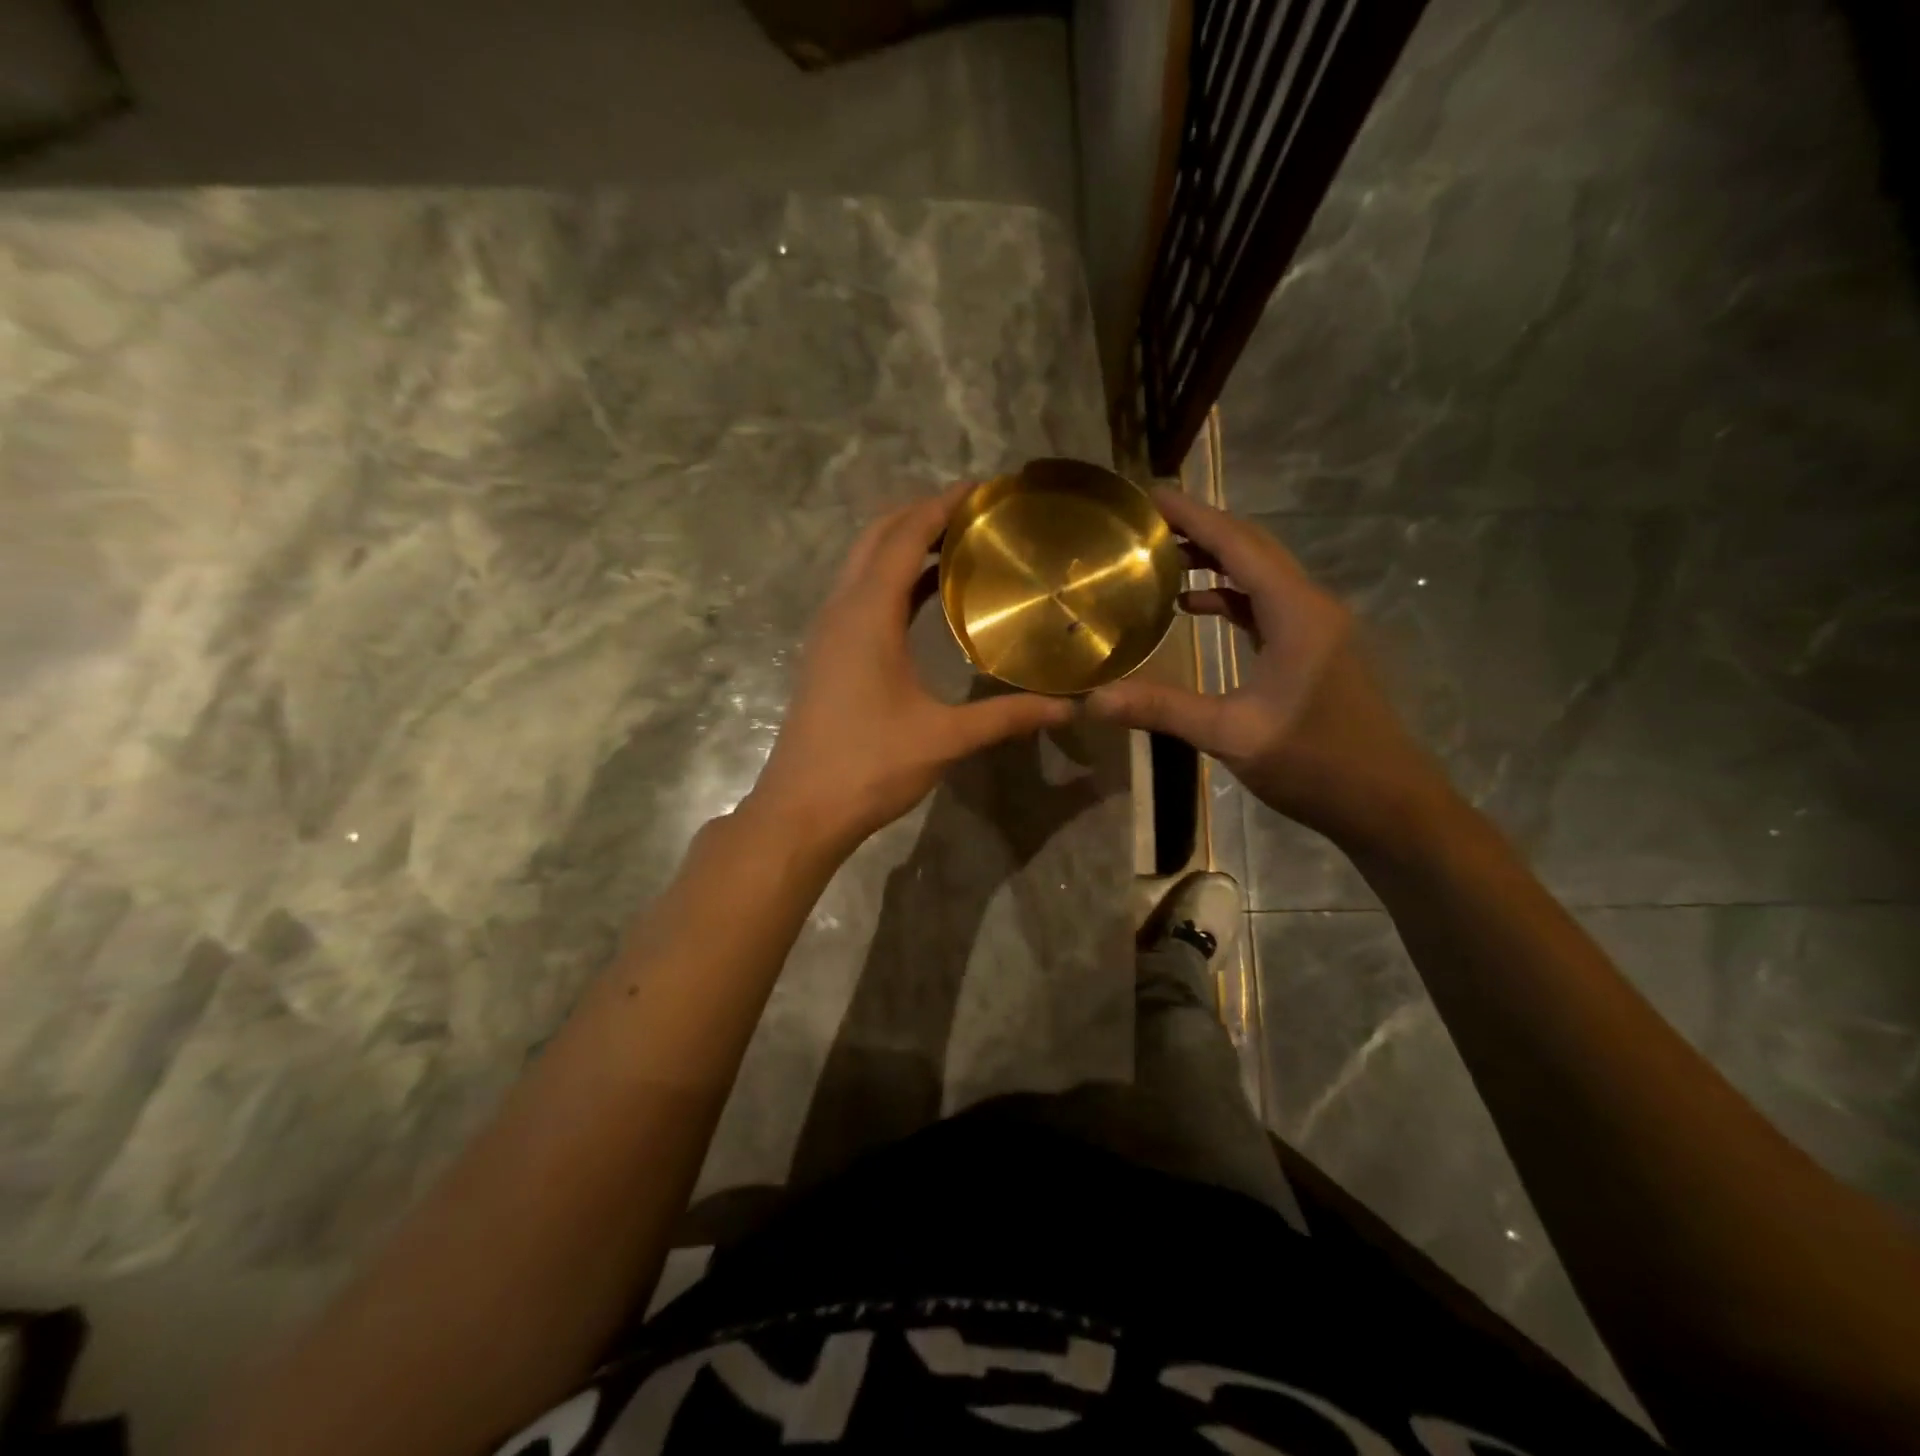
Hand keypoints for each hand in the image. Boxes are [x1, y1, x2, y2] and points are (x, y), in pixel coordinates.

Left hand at [746, 483, 1074, 859]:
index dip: (942, 505)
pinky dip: (894, 578)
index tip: (985, 489)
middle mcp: (842, 609)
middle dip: (923, 514)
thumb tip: (1068, 708)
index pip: (904, 535)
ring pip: (864, 564)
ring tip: (960, 544)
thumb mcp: (944, 738)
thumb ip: (1006, 717)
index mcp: (866, 614)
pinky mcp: (829, 654)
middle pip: (877, 536)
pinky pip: (861, 594)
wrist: (801, 809)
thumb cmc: (869, 766)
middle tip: (978, 514)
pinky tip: (929, 596)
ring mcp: (829, 632)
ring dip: (905, 544)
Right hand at [1087, 488, 1444, 847]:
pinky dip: (1229, 596)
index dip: (1194, 516)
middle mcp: (1310, 606)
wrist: (1386, 803)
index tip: (1149, 495)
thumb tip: (1093, 700)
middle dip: (1201, 529)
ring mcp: (1315, 627)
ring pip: (1260, 575)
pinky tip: (1193, 607)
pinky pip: (1266, 604)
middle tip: (1145, 523)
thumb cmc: (1315, 762)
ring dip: (1215, 561)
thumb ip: (1162, 709)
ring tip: (1161, 557)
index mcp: (1296, 612)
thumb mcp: (1231, 734)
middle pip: (1252, 550)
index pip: (1239, 545)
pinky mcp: (1313, 649)